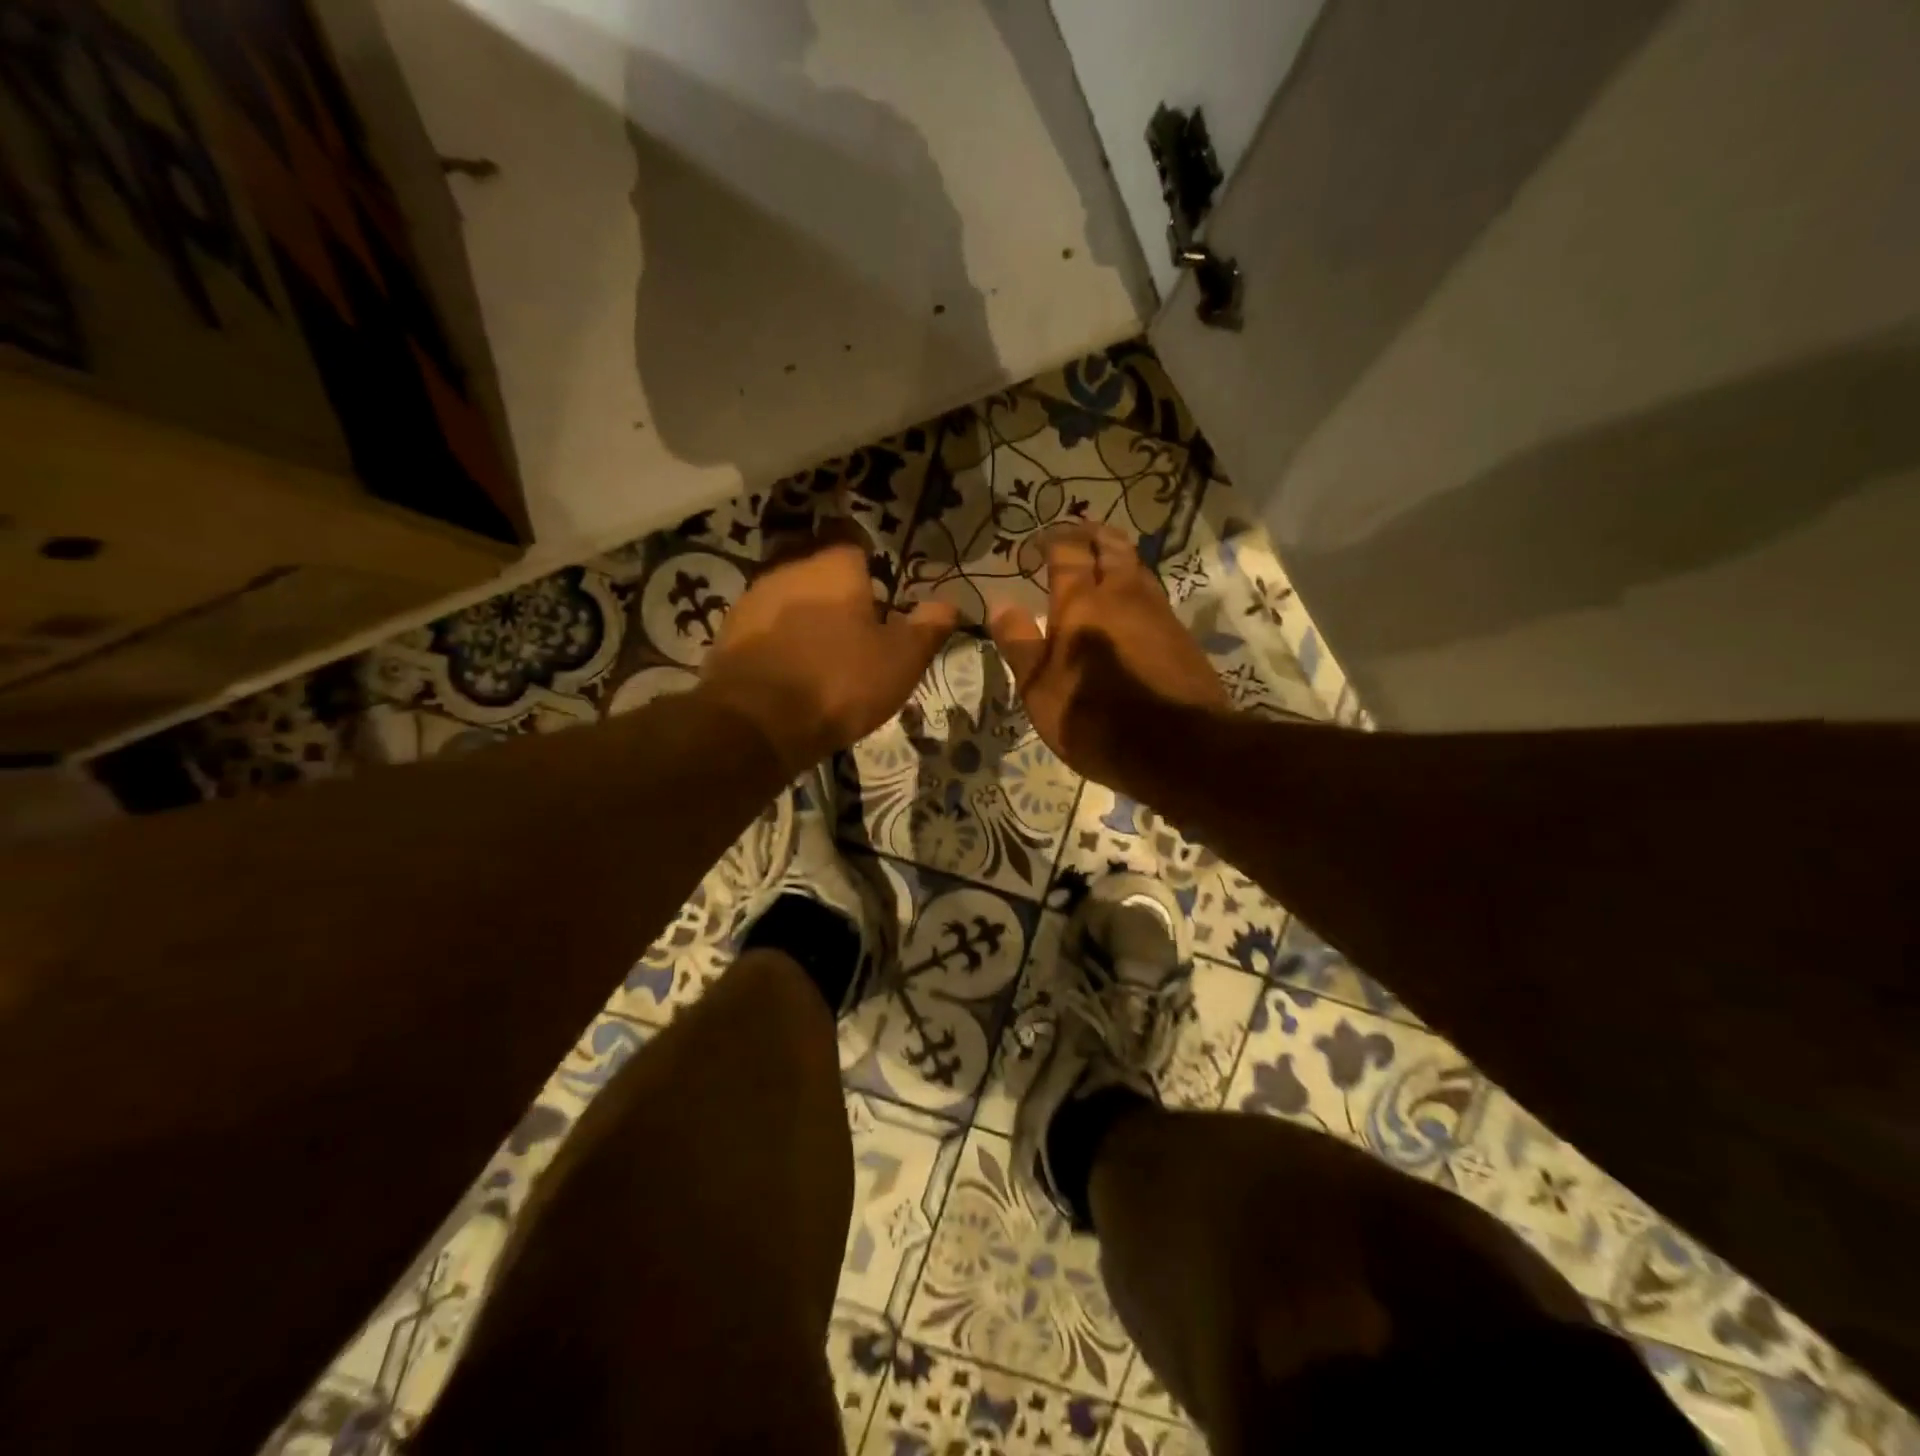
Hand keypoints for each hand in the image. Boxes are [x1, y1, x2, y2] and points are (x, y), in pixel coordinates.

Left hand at [700, 518, 958, 774]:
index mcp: (834, 563)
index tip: (879, 585)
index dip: (867, 557)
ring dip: (804, 610)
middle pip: (817, 562)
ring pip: (788, 591)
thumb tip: (949, 604)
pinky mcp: (728, 629)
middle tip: (856, 619)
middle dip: (835, 584)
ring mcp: (753, 595)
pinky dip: (779, 635)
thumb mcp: (900, 660)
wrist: (756, 722)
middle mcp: (789, 565)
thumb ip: (927, 627)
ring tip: (823, 645)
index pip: (852, 536)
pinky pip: (764, 621)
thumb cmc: (839, 681)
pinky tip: (791, 664)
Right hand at [989, 524, 1228, 793]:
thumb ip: (1019, 642)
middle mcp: (1123, 595)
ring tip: (1103, 566)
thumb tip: (1000, 603)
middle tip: (1076, 536)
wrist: (1177, 748)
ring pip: (1138, 568)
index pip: (1067, 552)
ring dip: (1118, 558)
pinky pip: (1154, 597)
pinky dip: (1137, 589)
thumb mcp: (1039, 689)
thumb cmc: (1094, 718)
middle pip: (1111, 546)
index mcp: (1082, 603)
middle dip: (1092, 534)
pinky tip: (1131, 609)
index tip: (1037, 543)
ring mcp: (1159, 612)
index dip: (1051, 540)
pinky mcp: (1182, 636)